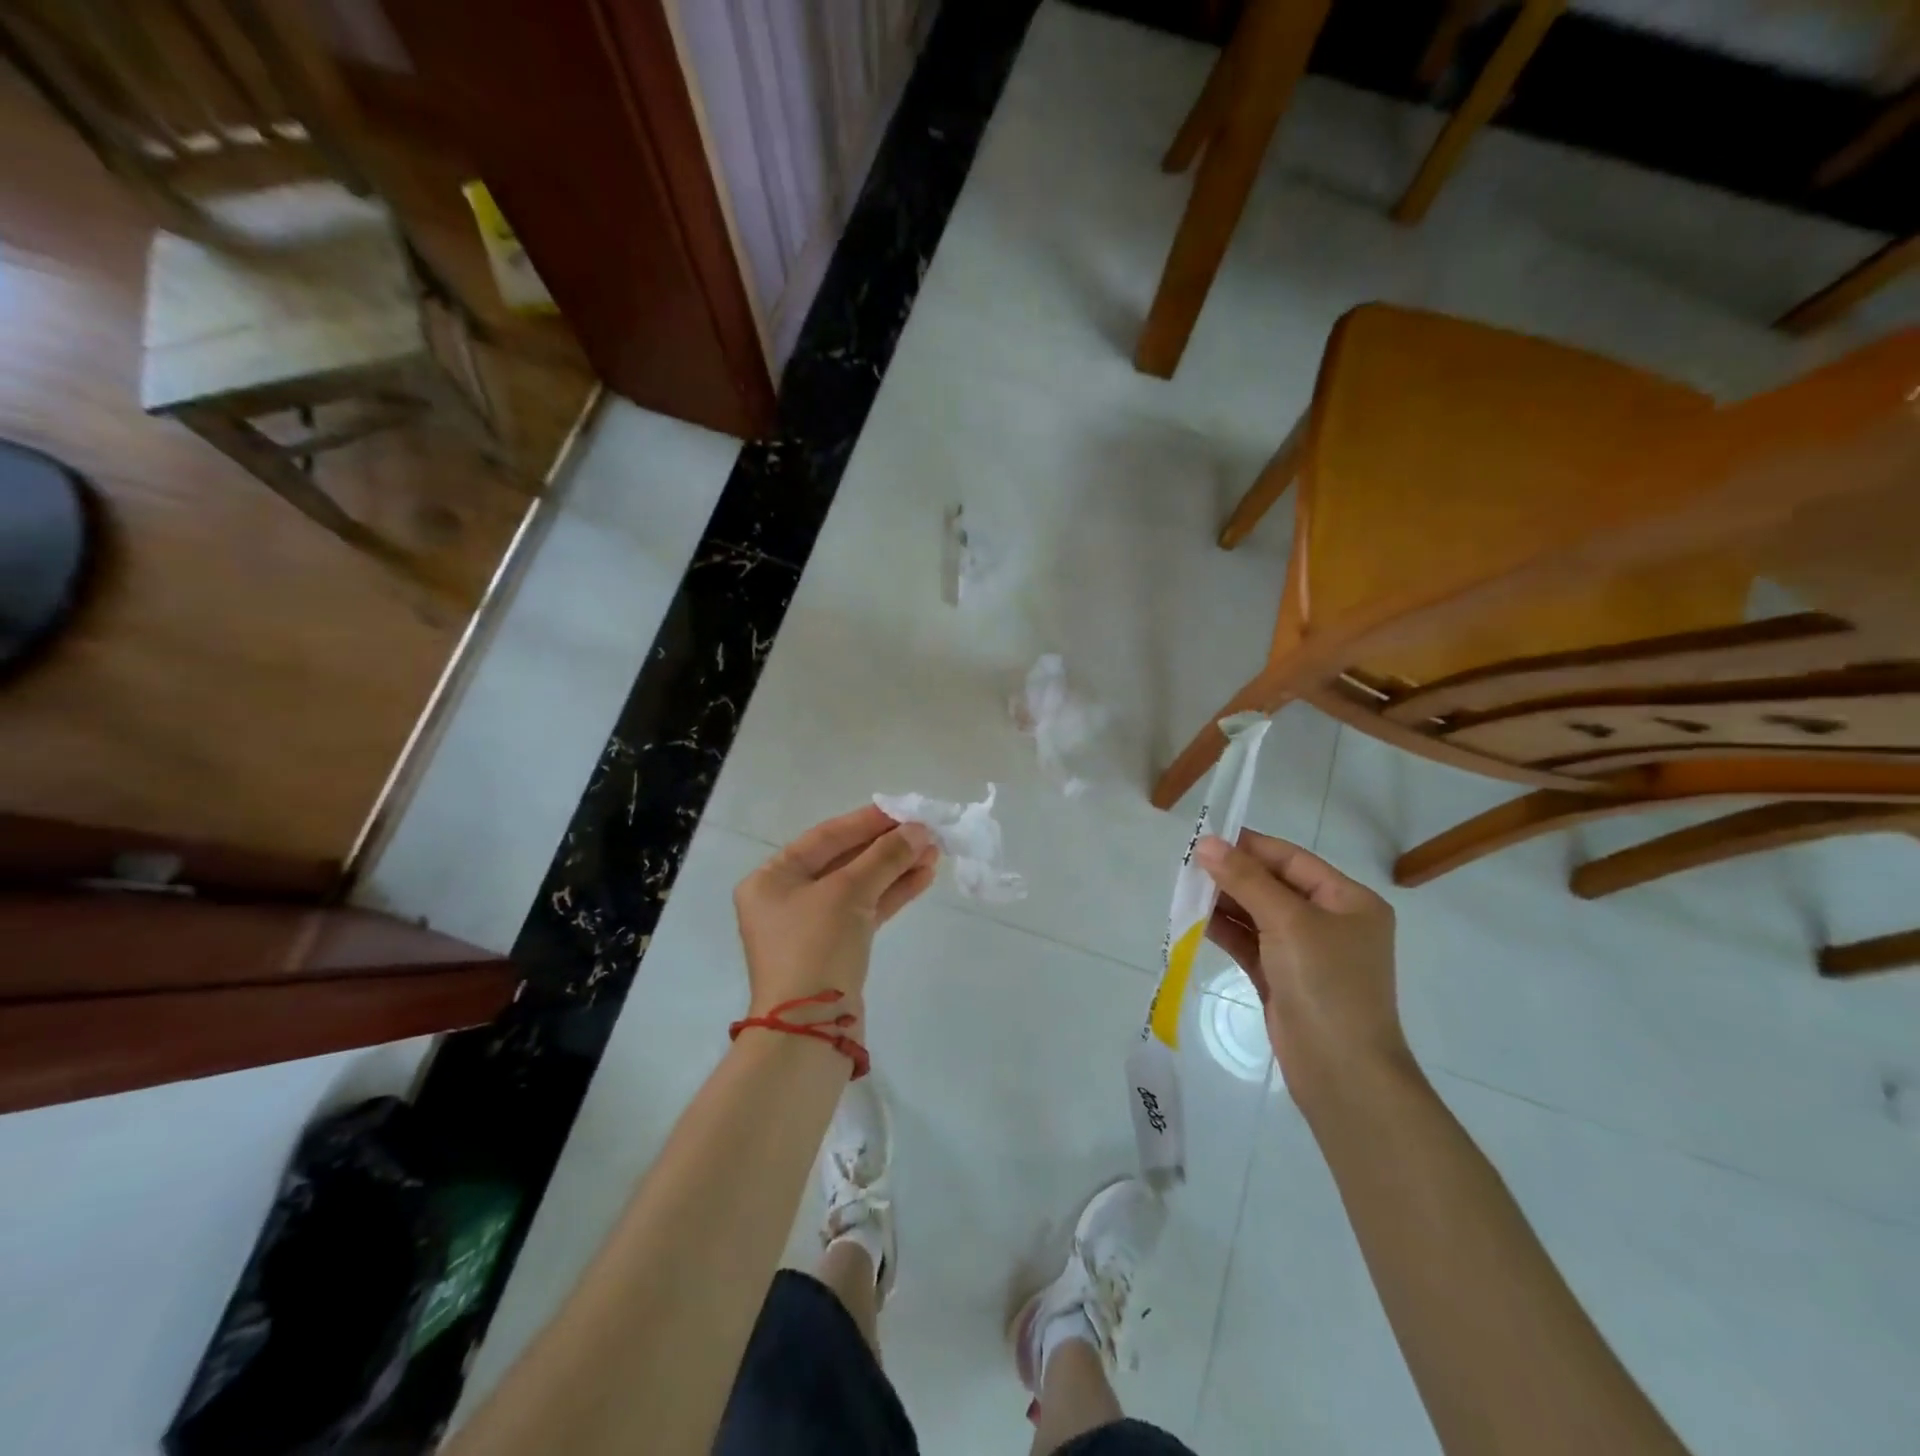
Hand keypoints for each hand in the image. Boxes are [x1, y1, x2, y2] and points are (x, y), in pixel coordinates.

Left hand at [734, 806, 938, 1019]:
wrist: (809, 1031)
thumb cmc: (815, 947)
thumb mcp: (848, 893)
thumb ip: (884, 856)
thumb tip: (919, 830)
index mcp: (772, 878)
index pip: (825, 837)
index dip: (867, 821)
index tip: (904, 810)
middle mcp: (787, 897)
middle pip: (844, 860)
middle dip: (887, 847)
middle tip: (926, 832)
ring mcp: (811, 925)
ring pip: (859, 886)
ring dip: (895, 869)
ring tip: (934, 853)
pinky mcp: (834, 948)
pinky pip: (865, 910)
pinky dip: (892, 894)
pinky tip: (922, 878)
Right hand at [1194, 830, 1408, 1093]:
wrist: (1342, 1072)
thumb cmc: (1326, 984)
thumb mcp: (1287, 921)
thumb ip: (1246, 879)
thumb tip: (1207, 843)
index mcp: (1349, 900)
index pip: (1292, 860)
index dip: (1250, 847)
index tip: (1206, 839)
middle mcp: (1331, 922)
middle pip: (1273, 885)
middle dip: (1233, 876)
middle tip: (1188, 867)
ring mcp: (1307, 953)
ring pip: (1258, 914)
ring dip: (1224, 902)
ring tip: (1185, 891)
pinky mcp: (1284, 978)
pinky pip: (1251, 943)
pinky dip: (1226, 930)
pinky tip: (1196, 920)